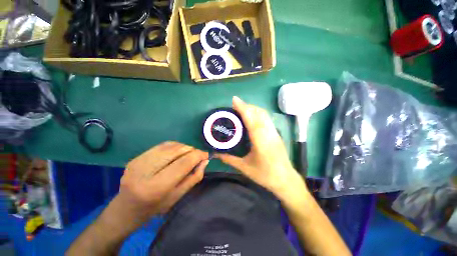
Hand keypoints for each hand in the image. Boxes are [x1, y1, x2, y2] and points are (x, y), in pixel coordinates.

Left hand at [118, 141, 208, 218]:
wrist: (128, 207)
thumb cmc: (154, 209)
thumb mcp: (175, 198)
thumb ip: (190, 180)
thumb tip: (203, 162)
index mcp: (156, 187)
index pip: (180, 165)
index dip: (195, 156)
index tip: (206, 154)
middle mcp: (144, 171)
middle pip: (172, 151)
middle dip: (188, 149)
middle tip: (198, 153)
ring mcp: (137, 162)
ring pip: (164, 147)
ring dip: (180, 146)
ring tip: (188, 152)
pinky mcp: (134, 158)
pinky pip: (156, 148)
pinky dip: (169, 148)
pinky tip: (175, 152)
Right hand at [215, 96, 306, 198]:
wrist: (285, 179)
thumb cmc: (265, 175)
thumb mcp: (245, 168)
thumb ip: (230, 159)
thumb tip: (216, 154)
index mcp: (260, 139)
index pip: (251, 118)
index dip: (242, 107)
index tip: (234, 99)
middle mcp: (268, 132)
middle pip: (259, 113)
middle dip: (247, 106)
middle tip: (235, 107)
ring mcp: (275, 133)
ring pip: (265, 115)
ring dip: (254, 110)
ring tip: (242, 111)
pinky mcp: (277, 136)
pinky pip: (267, 120)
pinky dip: (259, 115)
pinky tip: (253, 121)